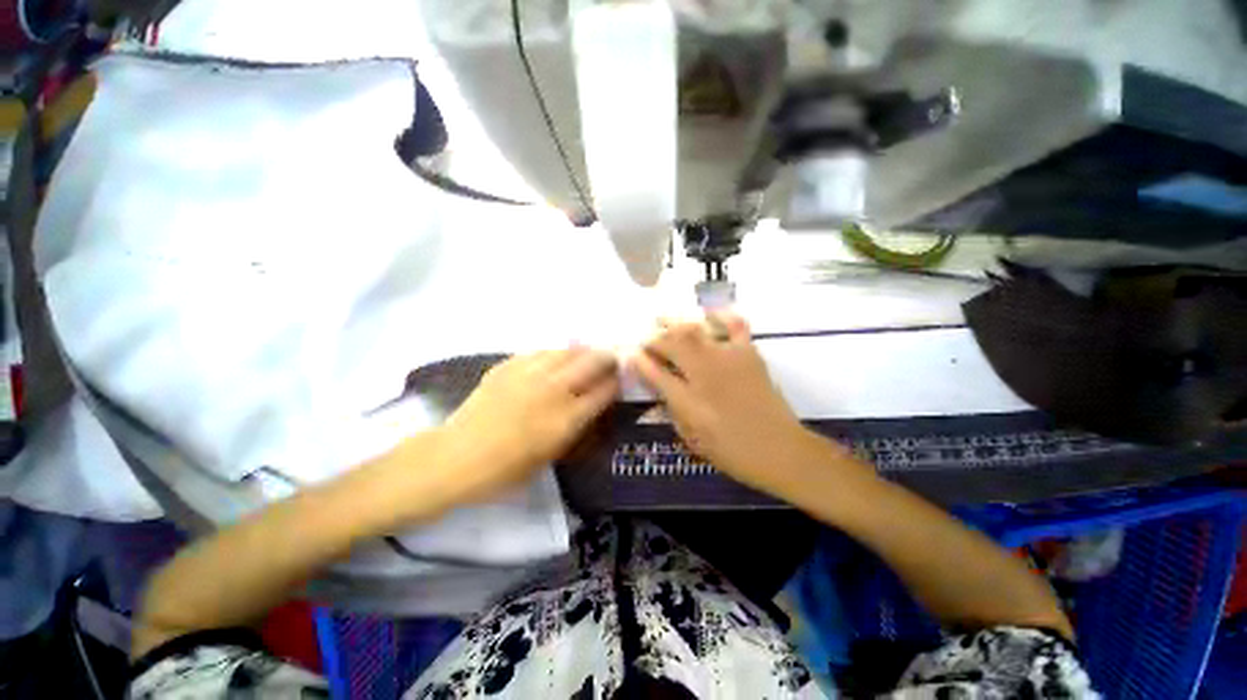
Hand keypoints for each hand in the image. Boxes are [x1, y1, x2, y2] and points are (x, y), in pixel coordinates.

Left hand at [441, 347, 619, 500]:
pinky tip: (552, 360)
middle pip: (591, 362)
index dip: (617, 383)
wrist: (454, 458)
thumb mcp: (550, 456)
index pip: (604, 392)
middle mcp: (552, 390)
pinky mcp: (507, 366)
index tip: (621, 380)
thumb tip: (590, 407)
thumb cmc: (505, 470)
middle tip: (610, 360)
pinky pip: (539, 352)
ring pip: (566, 351)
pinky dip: (553, 354)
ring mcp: (529, 374)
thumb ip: (574, 428)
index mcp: (565, 419)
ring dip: (581, 352)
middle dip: (607, 358)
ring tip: (584, 356)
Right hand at [630, 312, 825, 495]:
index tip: (631, 354)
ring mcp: (728, 360)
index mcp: (688, 400)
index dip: (641, 361)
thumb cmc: (733, 451)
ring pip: (696, 331)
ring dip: (676, 323)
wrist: (780, 451)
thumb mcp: (693, 438)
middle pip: (672, 345)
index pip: (655, 373)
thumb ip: (672, 410)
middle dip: (655, 338)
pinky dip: (722, 316)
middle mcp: (704, 374)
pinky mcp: (749, 354)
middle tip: (647, 338)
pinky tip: (709, 313)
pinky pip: (735, 326)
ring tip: (662, 317)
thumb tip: (659, 387)